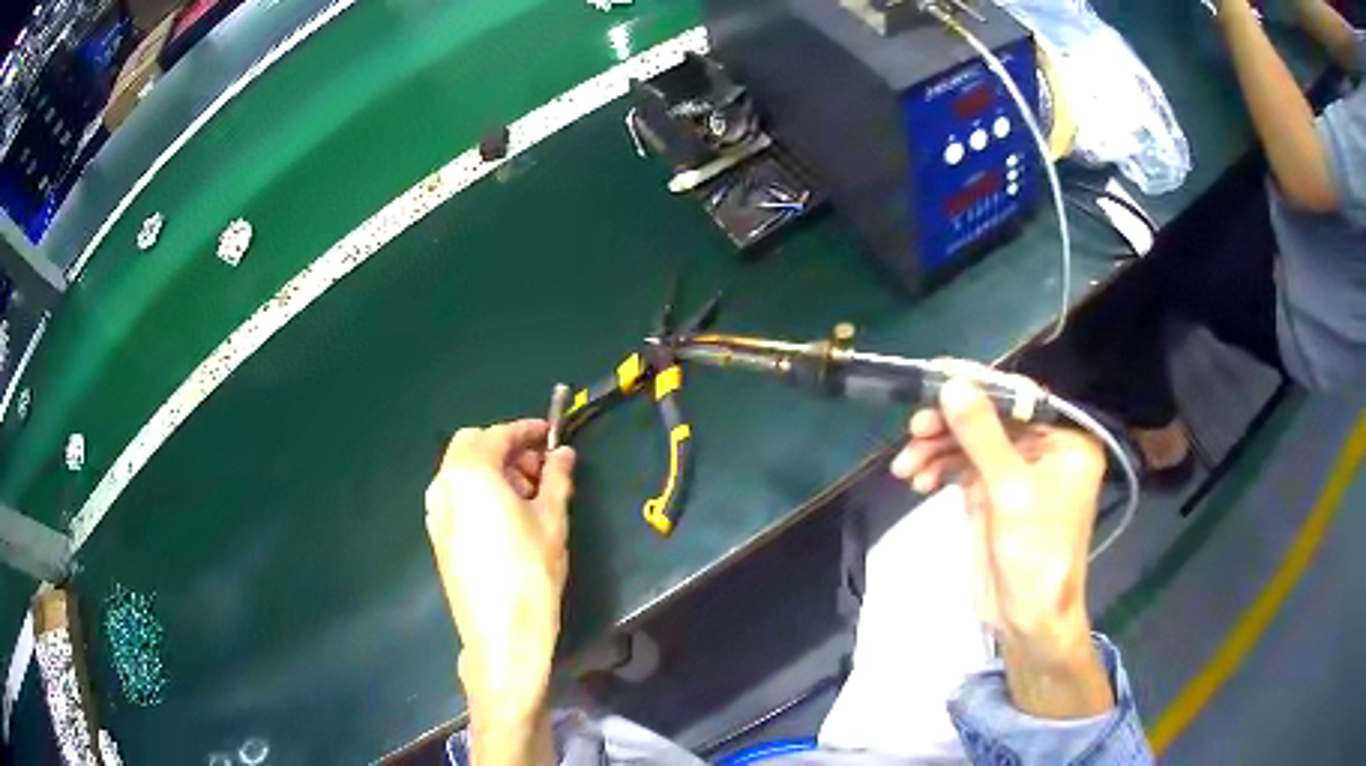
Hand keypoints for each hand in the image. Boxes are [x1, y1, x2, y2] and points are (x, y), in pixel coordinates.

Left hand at [425, 420, 575, 727]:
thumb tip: (564, 454)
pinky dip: (479, 492)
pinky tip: (506, 518)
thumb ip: (557, 478)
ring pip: (461, 472)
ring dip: (492, 470)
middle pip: (471, 446)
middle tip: (540, 470)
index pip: (498, 435)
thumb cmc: (531, 571)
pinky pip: (456, 497)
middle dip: (505, 448)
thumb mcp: (552, 520)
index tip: (552, 436)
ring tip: (529, 496)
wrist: (502, 633)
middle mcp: (444, 485)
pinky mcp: (438, 536)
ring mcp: (436, 512)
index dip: (527, 431)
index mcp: (470, 472)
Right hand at [892, 374, 1112, 717]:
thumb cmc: (1036, 554)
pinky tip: (918, 481)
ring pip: (971, 444)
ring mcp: (1016, 473)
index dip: (977, 386)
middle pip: (990, 420)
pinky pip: (962, 468)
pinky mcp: (993, 495)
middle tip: (913, 431)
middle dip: (950, 426)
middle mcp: (1043, 450)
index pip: (1020, 398)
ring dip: (937, 451)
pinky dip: (939, 470)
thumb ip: (983, 435)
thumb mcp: (1011, 491)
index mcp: (1065, 440)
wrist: (1026, 619)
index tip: (935, 377)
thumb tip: (952, 385)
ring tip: (906, 466)